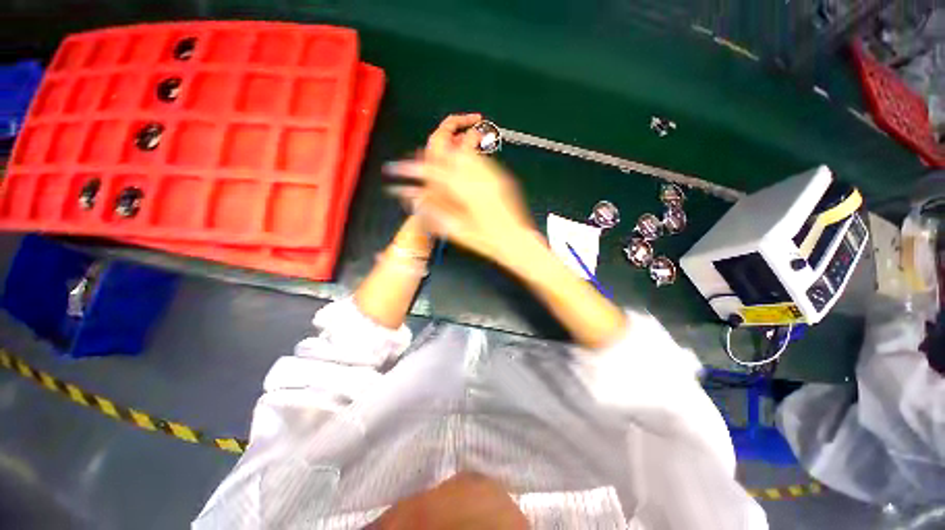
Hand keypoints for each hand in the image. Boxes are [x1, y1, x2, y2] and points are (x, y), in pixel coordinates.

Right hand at [386, 115, 537, 265]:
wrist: (519, 242)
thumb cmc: (487, 242)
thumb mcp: (458, 230)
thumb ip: (434, 210)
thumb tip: (413, 197)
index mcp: (467, 192)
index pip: (433, 173)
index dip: (412, 169)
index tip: (396, 169)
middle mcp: (480, 178)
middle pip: (449, 155)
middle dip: (429, 156)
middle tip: (416, 164)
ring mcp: (494, 176)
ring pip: (465, 154)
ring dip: (448, 155)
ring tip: (436, 164)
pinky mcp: (502, 178)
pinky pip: (480, 161)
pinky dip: (465, 160)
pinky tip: (460, 169)